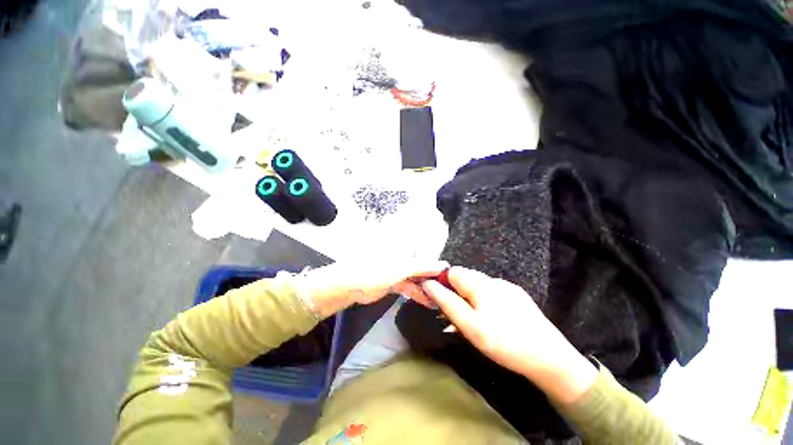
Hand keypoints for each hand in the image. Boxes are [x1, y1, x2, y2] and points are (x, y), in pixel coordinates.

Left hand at [297, 259, 448, 317]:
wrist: (348, 286)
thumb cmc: (374, 272)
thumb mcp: (400, 269)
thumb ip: (422, 267)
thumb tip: (444, 265)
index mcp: (404, 250)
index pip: (427, 255)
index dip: (439, 265)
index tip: (454, 276)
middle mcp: (402, 259)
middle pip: (423, 267)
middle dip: (435, 278)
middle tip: (451, 290)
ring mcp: (397, 271)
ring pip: (416, 279)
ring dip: (427, 288)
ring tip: (442, 299)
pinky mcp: (393, 283)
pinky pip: (409, 287)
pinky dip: (417, 293)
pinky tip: (428, 301)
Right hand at [421, 266, 597, 403]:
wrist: (552, 360)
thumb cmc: (506, 343)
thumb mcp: (472, 327)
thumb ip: (448, 303)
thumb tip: (429, 285)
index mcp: (482, 284)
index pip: (452, 273)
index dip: (442, 284)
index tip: (438, 302)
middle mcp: (494, 280)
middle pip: (465, 279)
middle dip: (455, 294)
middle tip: (454, 317)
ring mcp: (507, 288)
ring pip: (478, 288)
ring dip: (468, 300)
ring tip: (470, 322)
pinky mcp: (517, 297)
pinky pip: (491, 295)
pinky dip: (483, 303)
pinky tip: (489, 321)